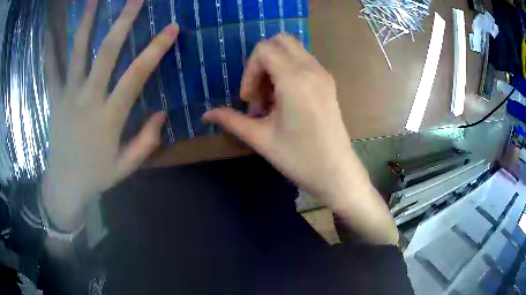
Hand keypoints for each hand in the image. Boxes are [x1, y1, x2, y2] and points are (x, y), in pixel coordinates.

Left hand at [42, 0, 178, 229]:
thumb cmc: (96, 176)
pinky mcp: (54, 99)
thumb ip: (146, 142)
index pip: (136, 76)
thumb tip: (162, 113)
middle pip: (107, 52)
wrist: (65, 186)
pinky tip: (49, 31)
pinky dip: (49, 50)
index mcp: (109, 117)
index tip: (171, 27)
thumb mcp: (126, 167)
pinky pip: (50, 71)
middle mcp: (88, 99)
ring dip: (85, 23)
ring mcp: (68, 96)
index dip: (155, 49)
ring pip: (77, 53)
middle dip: (123, 21)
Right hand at [203, 35, 361, 206]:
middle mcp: (312, 69)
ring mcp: (323, 75)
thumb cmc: (299, 158)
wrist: (336, 173)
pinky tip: (286, 100)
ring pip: (293, 50)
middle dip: (262, 61)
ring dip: (276, 67)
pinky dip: (289, 71)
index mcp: (295, 79)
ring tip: (272, 100)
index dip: (249, 71)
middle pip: (280, 41)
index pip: (264, 50)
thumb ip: (231, 120)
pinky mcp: (329, 83)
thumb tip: (206, 114)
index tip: (249, 99)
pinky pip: (304, 62)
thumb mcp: (261, 138)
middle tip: (259, 92)